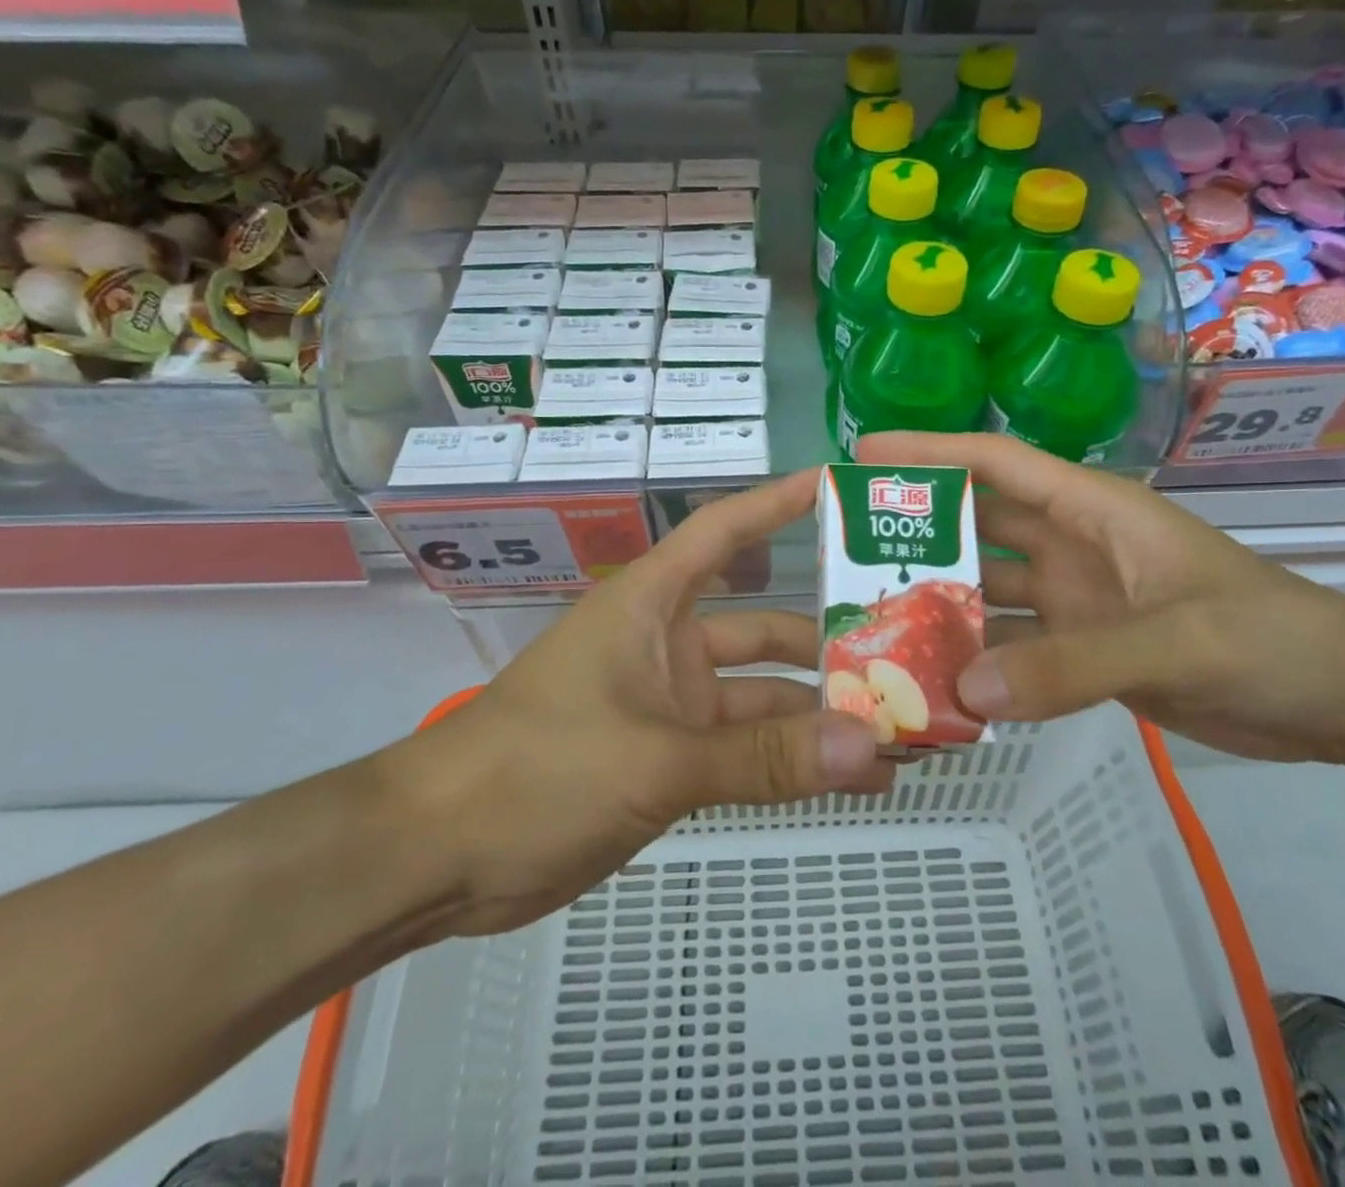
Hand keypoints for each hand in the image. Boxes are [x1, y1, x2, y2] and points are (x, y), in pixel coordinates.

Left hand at [378, 470, 890, 938]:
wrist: (438, 857)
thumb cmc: (537, 771)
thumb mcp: (656, 759)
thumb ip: (764, 756)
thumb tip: (870, 749)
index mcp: (652, 605)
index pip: (724, 531)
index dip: (780, 502)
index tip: (842, 486)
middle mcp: (668, 642)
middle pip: (764, 624)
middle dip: (828, 638)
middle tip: (906, 648)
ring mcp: (671, 702)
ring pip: (761, 694)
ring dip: (819, 711)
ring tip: (897, 728)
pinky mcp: (670, 756)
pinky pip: (746, 746)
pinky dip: (790, 758)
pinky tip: (849, 774)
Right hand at [858, 432, 1344, 763]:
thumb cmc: (1272, 638)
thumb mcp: (1176, 640)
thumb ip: (1073, 664)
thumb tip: (966, 690)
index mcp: (1091, 509)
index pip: (996, 463)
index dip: (929, 451)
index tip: (862, 454)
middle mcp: (1072, 545)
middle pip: (979, 523)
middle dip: (918, 527)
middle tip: (846, 546)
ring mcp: (1076, 599)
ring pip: (989, 589)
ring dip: (942, 600)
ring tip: (874, 618)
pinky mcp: (1085, 649)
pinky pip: (1013, 647)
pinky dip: (977, 659)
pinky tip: (935, 678)